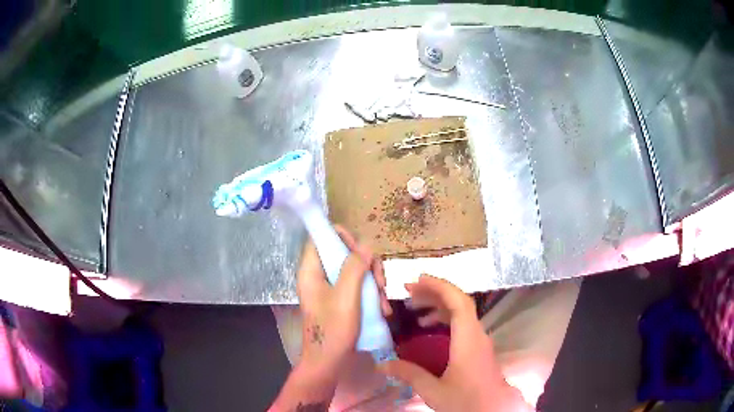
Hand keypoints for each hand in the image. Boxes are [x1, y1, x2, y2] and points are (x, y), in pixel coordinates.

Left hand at [297, 225, 390, 373]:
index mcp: (311, 271)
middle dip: (367, 266)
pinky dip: (372, 296)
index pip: (321, 238)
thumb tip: (366, 244)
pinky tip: (383, 311)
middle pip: (344, 254)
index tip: (363, 251)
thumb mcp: (346, 297)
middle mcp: (319, 276)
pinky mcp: (341, 302)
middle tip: (379, 284)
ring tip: (383, 304)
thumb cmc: (333, 330)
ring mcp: (331, 290)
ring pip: (355, 272)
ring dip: (373, 284)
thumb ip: (354, 267)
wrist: (329, 364)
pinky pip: (358, 288)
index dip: (342, 237)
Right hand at [378, 275, 530, 411]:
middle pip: (459, 302)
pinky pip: (462, 323)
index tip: (417, 280)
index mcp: (468, 339)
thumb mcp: (433, 390)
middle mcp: (476, 333)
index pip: (458, 301)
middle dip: (434, 292)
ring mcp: (479, 339)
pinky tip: (428, 327)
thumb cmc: (466, 400)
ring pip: (461, 312)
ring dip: (438, 304)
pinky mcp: (478, 347)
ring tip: (414, 308)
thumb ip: (409, 374)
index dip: (439, 286)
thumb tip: (382, 365)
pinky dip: (444, 318)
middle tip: (408, 291)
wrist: (493, 409)